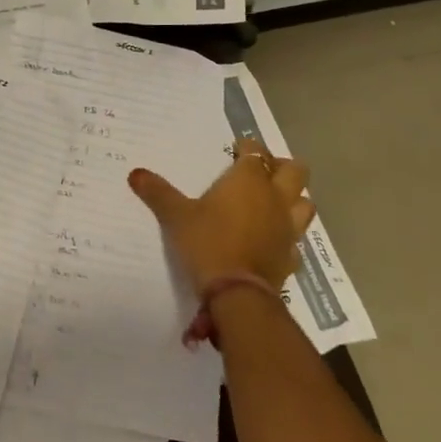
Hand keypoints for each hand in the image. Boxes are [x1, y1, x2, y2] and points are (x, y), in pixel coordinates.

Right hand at [130, 138, 314, 293]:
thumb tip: (135, 173)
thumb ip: (158, 193)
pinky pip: (297, 239)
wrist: (237, 294)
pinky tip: (273, 240)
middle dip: (281, 166)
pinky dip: (287, 235)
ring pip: (305, 203)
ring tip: (273, 202)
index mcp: (249, 180)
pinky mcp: (292, 255)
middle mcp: (275, 198)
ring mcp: (288, 227)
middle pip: (295, 170)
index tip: (235, 150)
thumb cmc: (207, 243)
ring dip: (293, 198)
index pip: (256, 151)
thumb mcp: (176, 216)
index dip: (247, 147)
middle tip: (260, 172)